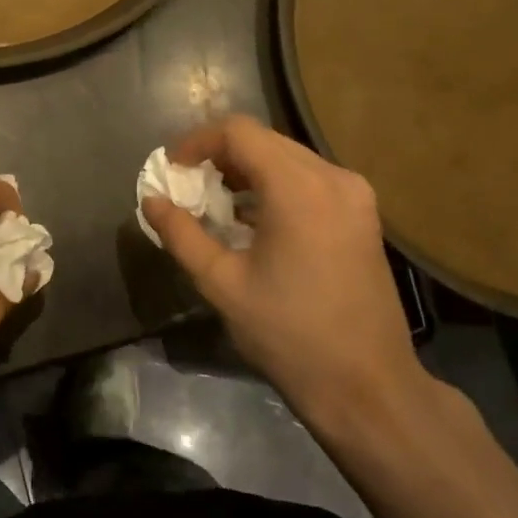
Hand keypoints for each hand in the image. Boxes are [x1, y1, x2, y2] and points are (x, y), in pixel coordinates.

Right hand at [141, 115, 438, 432]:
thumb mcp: (221, 283)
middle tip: (187, 186)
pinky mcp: (363, 216)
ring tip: (215, 203)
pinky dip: (275, 187)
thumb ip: (181, 234)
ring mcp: (355, 195)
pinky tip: (253, 220)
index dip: (196, 141)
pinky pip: (310, 181)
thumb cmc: (288, 334)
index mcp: (298, 188)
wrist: (366, 384)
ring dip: (247, 170)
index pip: (239, 133)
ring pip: (288, 158)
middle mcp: (333, 178)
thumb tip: (151, 201)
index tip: (171, 169)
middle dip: (219, 155)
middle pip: (265, 141)